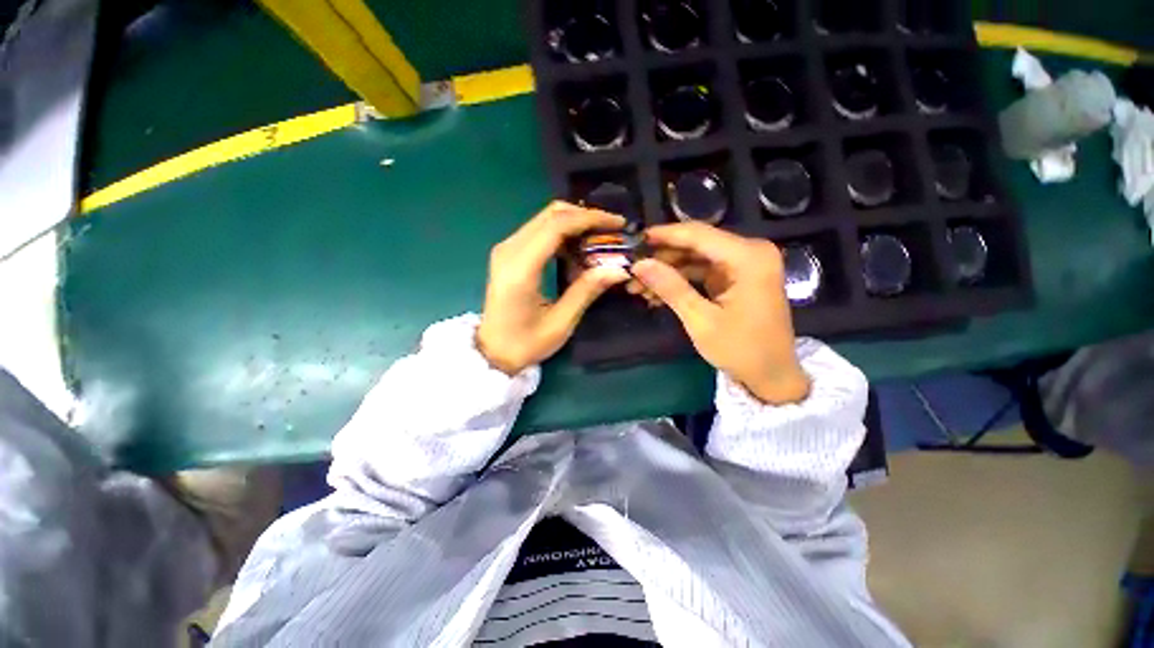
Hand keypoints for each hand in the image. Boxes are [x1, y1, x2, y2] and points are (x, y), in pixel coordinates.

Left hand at [477, 202, 630, 374]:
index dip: (590, 219)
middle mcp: (509, 250)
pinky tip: (576, 252)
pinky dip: (562, 235)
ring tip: (598, 242)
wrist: (492, 351)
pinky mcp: (508, 253)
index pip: (557, 226)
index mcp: (521, 268)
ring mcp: (506, 249)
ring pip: (545, 220)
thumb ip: (586, 291)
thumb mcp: (560, 323)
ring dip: (574, 225)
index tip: (617, 223)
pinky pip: (539, 232)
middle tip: (611, 231)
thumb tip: (618, 269)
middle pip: (551, 215)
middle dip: (585, 217)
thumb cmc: (525, 343)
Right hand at [631, 223, 809, 403]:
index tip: (634, 240)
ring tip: (637, 287)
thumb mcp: (700, 319)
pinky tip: (656, 294)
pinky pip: (702, 271)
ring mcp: (743, 265)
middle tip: (632, 272)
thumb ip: (670, 287)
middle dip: (662, 259)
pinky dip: (680, 281)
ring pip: (695, 258)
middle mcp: (749, 252)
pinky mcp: (736, 278)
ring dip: (667, 272)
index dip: (664, 235)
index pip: (698, 235)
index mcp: (748, 257)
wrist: (771, 375)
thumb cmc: (741, 349)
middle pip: (696, 245)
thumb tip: (639, 264)